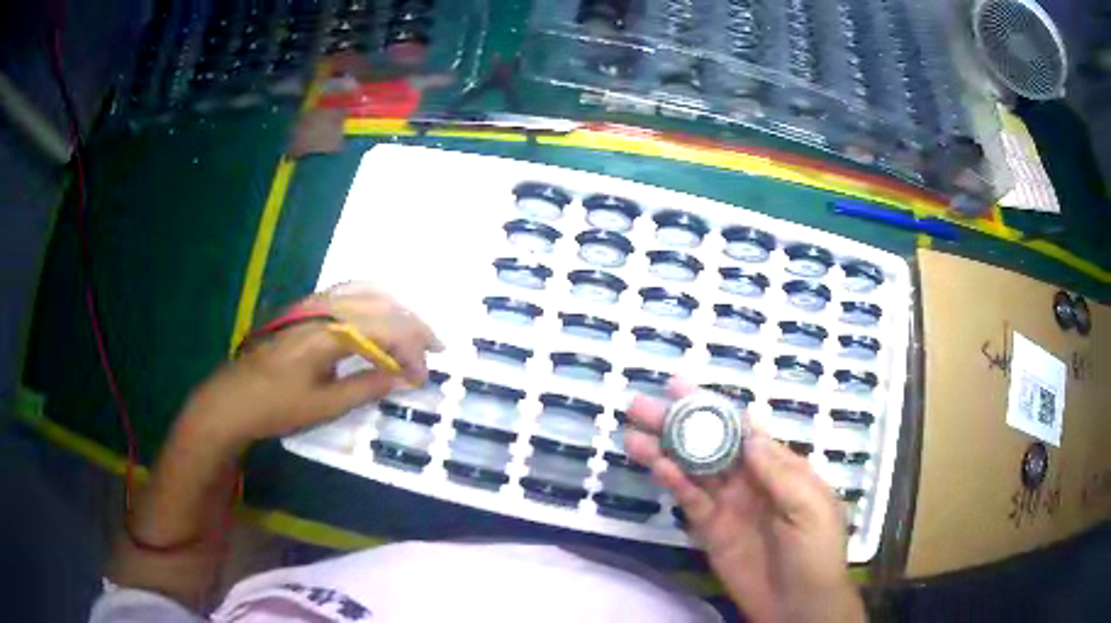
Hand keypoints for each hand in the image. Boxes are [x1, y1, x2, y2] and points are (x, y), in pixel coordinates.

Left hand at [179, 283, 441, 448]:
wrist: (234, 398)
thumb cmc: (276, 406)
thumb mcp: (324, 405)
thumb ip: (367, 386)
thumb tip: (404, 378)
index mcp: (328, 332)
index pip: (385, 330)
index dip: (411, 352)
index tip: (422, 379)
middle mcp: (324, 307)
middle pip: (381, 305)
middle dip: (412, 328)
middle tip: (432, 352)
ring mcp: (314, 302)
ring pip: (368, 291)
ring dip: (396, 311)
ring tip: (413, 334)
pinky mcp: (307, 306)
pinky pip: (351, 292)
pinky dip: (375, 302)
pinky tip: (381, 318)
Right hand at [625, 378, 864, 622]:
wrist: (798, 604)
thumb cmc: (815, 550)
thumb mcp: (809, 506)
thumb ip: (778, 471)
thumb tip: (748, 430)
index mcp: (780, 468)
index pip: (742, 430)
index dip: (713, 407)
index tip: (681, 388)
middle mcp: (750, 481)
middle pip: (711, 445)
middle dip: (679, 424)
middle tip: (642, 405)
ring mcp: (728, 506)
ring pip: (693, 471)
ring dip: (666, 451)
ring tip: (633, 434)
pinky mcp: (710, 531)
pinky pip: (690, 502)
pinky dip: (673, 484)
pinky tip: (656, 467)